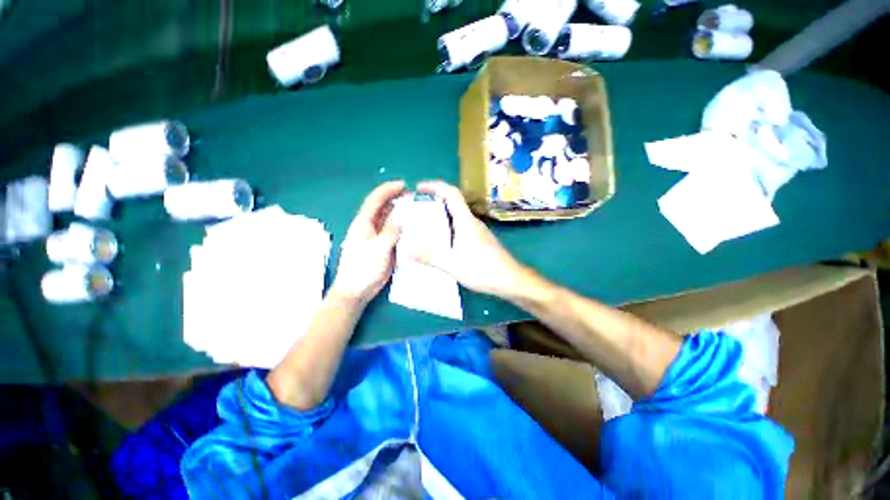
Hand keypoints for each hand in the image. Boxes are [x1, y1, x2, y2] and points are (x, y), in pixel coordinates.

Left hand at [330, 181, 404, 304]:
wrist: (356, 290)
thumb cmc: (363, 268)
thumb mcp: (379, 248)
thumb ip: (391, 231)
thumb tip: (401, 214)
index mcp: (363, 223)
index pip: (375, 200)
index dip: (388, 190)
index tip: (404, 185)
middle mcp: (370, 226)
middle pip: (383, 207)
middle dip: (396, 199)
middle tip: (414, 198)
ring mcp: (377, 236)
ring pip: (389, 219)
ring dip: (400, 213)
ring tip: (416, 210)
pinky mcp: (383, 246)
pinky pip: (393, 232)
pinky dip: (402, 227)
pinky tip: (413, 227)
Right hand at [414, 180, 526, 297]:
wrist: (510, 280)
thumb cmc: (482, 269)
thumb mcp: (452, 264)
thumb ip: (430, 256)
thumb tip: (406, 250)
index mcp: (465, 220)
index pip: (451, 193)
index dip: (434, 186)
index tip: (418, 188)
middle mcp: (472, 221)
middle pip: (453, 203)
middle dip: (433, 201)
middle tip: (415, 208)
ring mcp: (477, 231)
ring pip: (456, 216)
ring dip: (440, 215)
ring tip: (423, 224)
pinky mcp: (480, 240)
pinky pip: (460, 227)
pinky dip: (447, 227)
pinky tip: (440, 241)